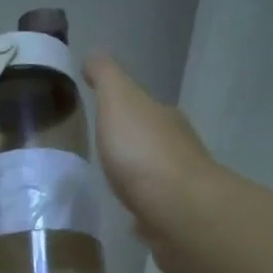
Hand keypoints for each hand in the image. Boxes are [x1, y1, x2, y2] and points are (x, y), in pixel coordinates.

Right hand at [85, 54, 215, 272]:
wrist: (178, 210)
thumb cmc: (144, 151)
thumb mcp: (118, 101)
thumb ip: (105, 77)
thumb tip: (94, 53)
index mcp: (163, 118)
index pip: (142, 107)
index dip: (121, 107)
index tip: (100, 112)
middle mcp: (177, 148)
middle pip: (150, 139)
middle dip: (130, 142)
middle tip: (101, 147)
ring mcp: (178, 186)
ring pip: (153, 174)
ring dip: (137, 175)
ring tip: (110, 180)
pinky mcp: (174, 219)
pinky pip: (152, 207)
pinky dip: (142, 206)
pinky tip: (127, 213)